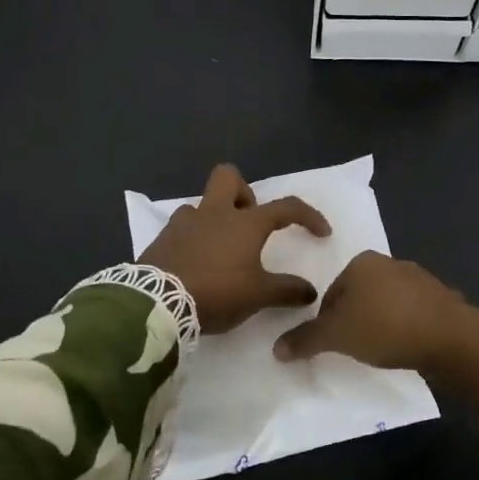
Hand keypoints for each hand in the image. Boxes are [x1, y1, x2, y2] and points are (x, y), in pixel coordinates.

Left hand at [140, 164, 331, 332]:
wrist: (157, 302)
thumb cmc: (216, 292)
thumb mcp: (258, 296)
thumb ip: (287, 291)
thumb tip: (310, 291)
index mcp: (245, 223)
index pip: (286, 208)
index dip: (308, 216)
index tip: (321, 232)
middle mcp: (215, 213)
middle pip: (229, 177)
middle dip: (244, 192)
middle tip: (250, 222)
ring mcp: (185, 222)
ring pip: (202, 204)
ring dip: (215, 219)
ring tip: (220, 249)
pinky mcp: (162, 237)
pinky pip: (182, 226)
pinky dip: (193, 238)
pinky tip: (196, 261)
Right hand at [272, 251, 478, 399]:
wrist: (449, 336)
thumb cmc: (384, 327)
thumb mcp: (337, 336)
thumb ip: (306, 340)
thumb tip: (277, 349)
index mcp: (361, 262)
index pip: (331, 292)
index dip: (328, 321)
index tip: (334, 344)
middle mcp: (389, 262)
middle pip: (359, 296)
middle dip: (355, 320)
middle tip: (356, 349)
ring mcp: (418, 277)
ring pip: (386, 303)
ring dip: (381, 323)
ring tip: (382, 350)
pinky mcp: (440, 297)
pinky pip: (412, 313)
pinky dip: (405, 327)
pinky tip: (407, 346)